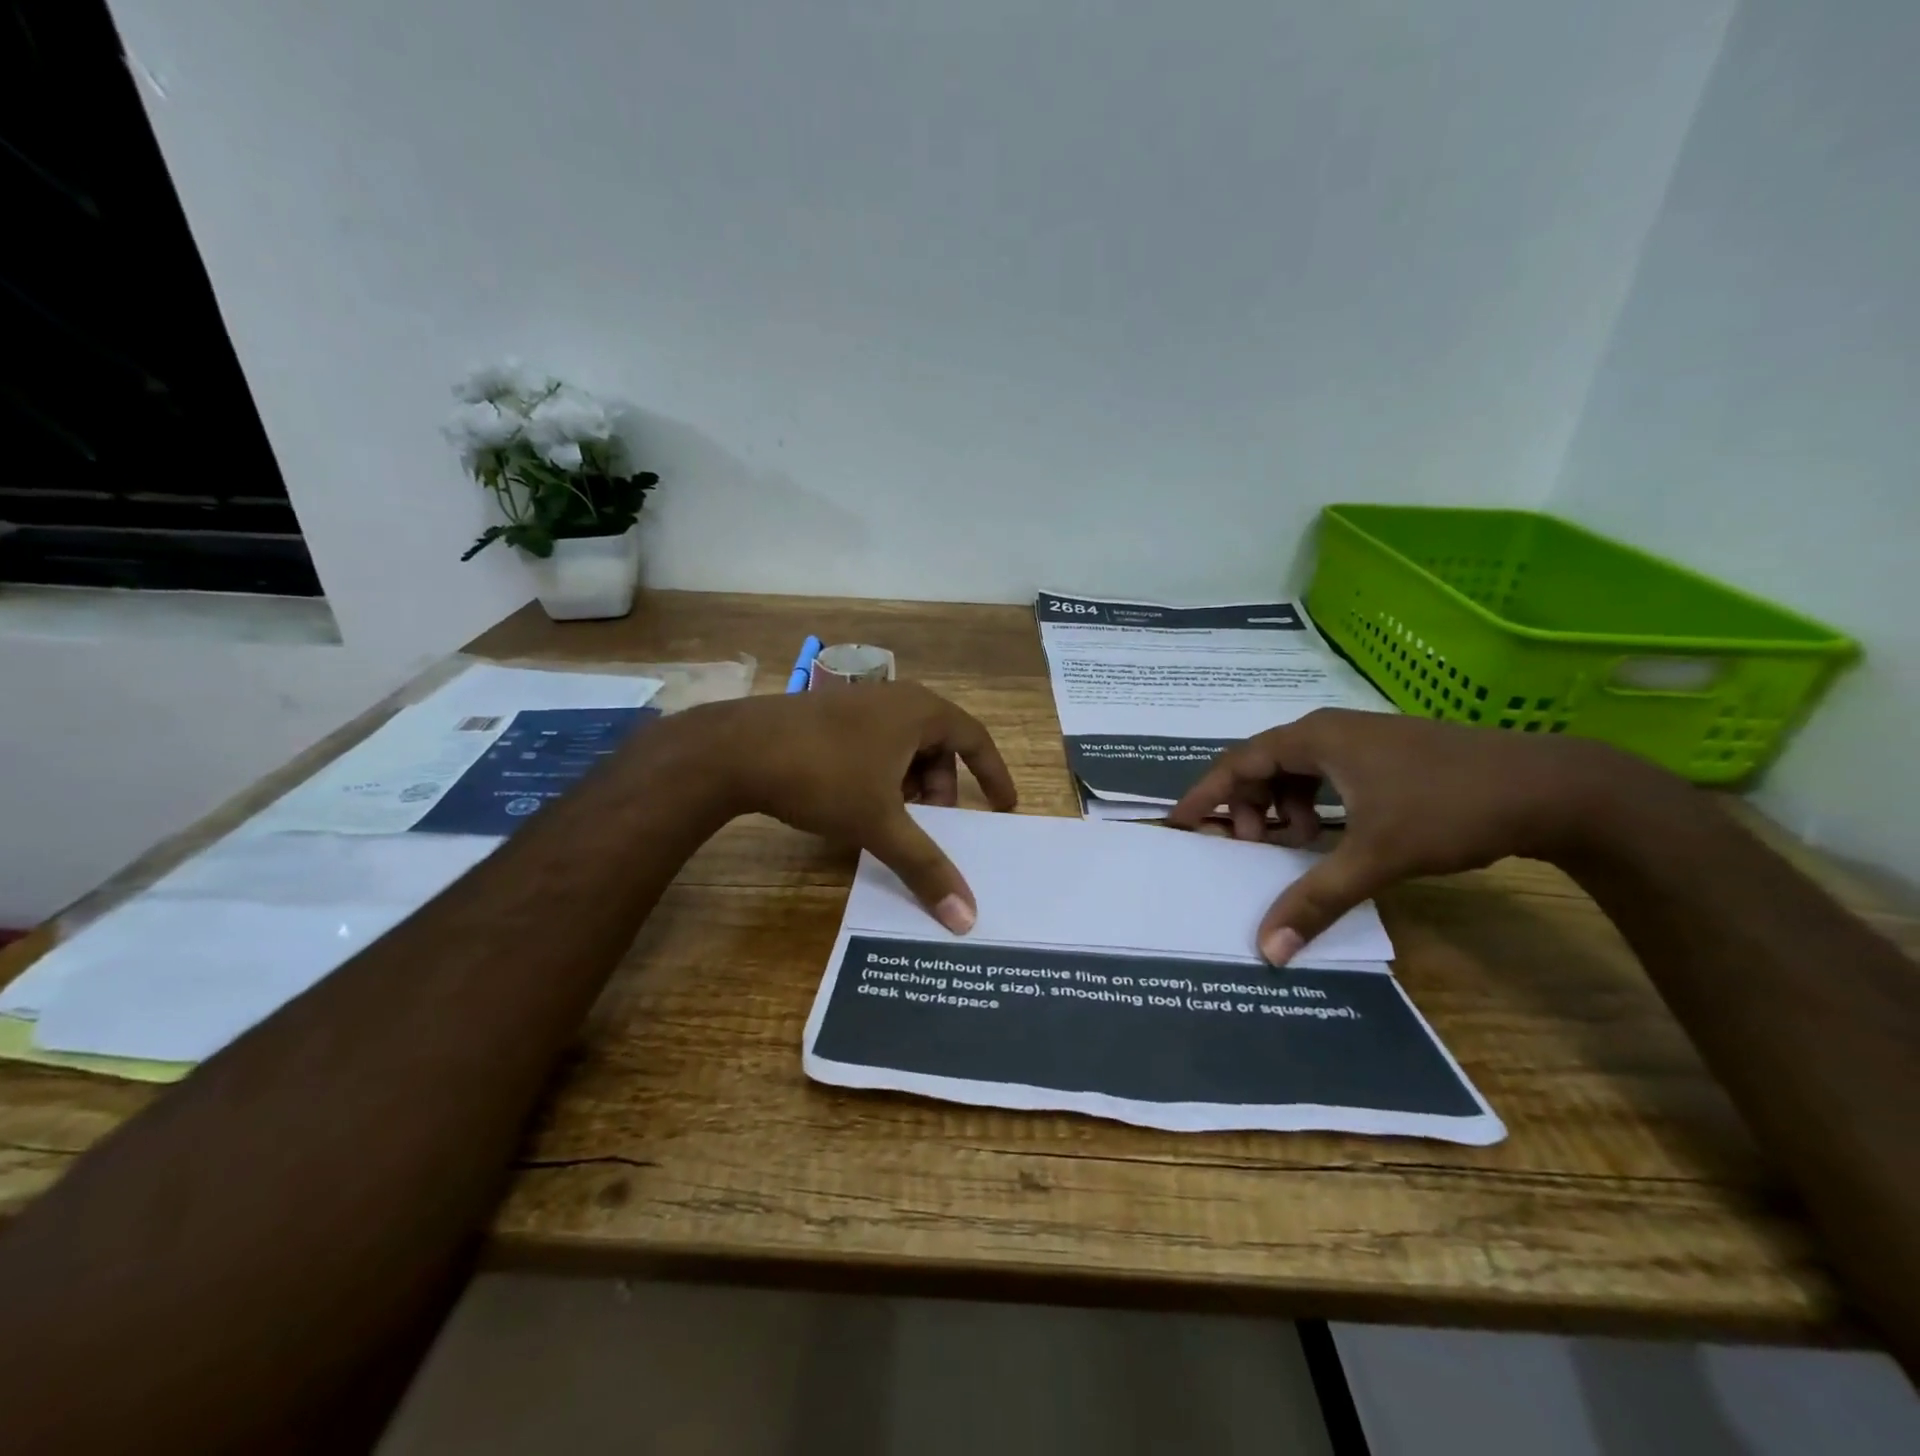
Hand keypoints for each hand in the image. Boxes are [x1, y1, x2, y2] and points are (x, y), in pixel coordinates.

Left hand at [686, 683, 1017, 931]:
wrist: (735, 749)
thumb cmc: (823, 775)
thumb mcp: (879, 824)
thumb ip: (925, 867)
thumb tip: (966, 918)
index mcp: (921, 711)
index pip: (976, 739)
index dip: (993, 775)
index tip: (1003, 807)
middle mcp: (895, 699)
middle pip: (938, 747)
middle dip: (941, 791)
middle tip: (935, 829)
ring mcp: (858, 704)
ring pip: (903, 748)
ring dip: (909, 787)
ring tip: (894, 822)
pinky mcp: (828, 716)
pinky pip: (874, 746)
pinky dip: (881, 777)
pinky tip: (858, 806)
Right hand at [1166, 709, 1680, 963]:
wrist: (1554, 788)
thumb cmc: (1450, 808)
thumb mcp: (1376, 856)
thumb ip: (1315, 899)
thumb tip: (1267, 949)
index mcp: (1315, 738)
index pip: (1238, 762)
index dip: (1205, 793)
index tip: (1179, 823)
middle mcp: (1330, 730)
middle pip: (1263, 765)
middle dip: (1247, 807)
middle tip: (1250, 848)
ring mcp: (1361, 741)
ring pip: (1296, 772)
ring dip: (1283, 809)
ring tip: (1294, 846)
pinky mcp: (1386, 757)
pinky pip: (1325, 778)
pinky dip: (1314, 807)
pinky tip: (1332, 836)